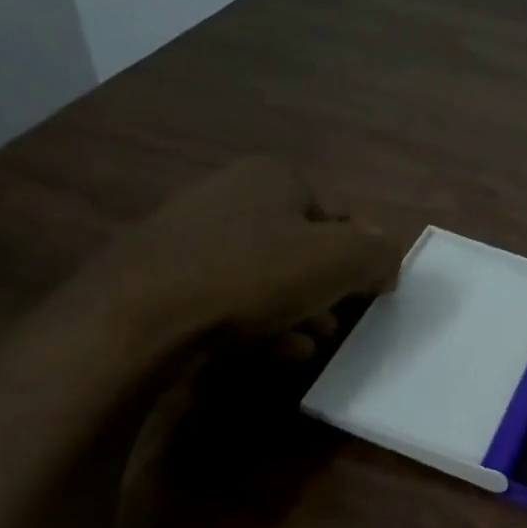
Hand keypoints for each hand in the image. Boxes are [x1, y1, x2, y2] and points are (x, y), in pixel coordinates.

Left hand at [51, 156, 402, 359]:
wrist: (139, 317)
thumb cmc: (253, 275)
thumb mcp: (340, 260)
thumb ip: (379, 254)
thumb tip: (387, 263)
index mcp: (274, 176)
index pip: (341, 216)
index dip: (360, 258)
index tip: (367, 296)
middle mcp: (231, 193)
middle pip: (303, 247)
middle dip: (327, 290)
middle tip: (337, 324)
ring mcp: (192, 234)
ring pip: (267, 275)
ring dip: (297, 311)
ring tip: (309, 344)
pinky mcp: (164, 275)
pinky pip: (229, 296)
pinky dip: (258, 322)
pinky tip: (272, 352)